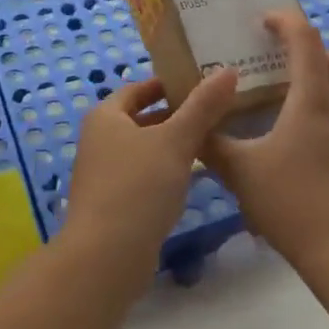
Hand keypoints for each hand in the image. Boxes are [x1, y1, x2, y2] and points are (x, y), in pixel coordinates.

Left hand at [62, 68, 238, 284]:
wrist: (106, 258)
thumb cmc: (138, 187)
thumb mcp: (176, 141)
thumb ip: (203, 106)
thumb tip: (229, 70)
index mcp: (105, 117)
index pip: (138, 88)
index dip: (168, 84)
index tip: (202, 83)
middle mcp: (99, 141)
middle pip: (143, 119)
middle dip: (176, 115)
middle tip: (216, 111)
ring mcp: (104, 175)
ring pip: (145, 149)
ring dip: (174, 145)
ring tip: (213, 140)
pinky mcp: (114, 204)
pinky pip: (144, 176)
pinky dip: (166, 171)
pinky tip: (194, 177)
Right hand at [205, 11, 328, 278]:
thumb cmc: (290, 204)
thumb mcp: (241, 173)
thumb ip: (213, 145)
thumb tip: (192, 126)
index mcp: (313, 103)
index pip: (306, 42)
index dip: (287, 22)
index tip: (266, 21)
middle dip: (322, 54)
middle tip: (292, 65)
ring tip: (298, 104)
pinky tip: (311, 145)